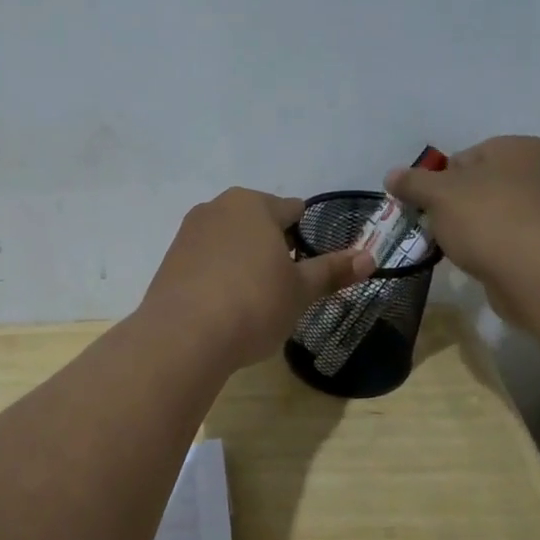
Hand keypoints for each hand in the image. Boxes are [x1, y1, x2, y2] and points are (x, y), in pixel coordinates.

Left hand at [140, 189, 373, 369]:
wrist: (183, 336)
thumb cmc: (253, 304)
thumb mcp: (300, 291)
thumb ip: (332, 271)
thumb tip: (369, 257)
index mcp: (253, 204)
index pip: (291, 210)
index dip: (305, 237)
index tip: (309, 266)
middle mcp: (217, 207)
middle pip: (257, 223)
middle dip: (272, 248)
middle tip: (283, 286)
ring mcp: (188, 233)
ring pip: (229, 241)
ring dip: (243, 261)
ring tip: (253, 299)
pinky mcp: (169, 260)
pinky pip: (205, 261)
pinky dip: (218, 275)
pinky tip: (223, 306)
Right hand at [384, 137, 539, 332]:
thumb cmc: (489, 222)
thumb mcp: (438, 196)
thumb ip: (412, 182)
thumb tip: (391, 175)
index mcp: (520, 147)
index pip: (464, 158)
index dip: (439, 184)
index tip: (428, 210)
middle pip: (482, 185)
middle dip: (458, 207)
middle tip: (441, 232)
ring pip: (499, 212)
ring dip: (478, 229)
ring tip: (463, 251)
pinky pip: (516, 237)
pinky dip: (499, 247)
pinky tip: (487, 263)